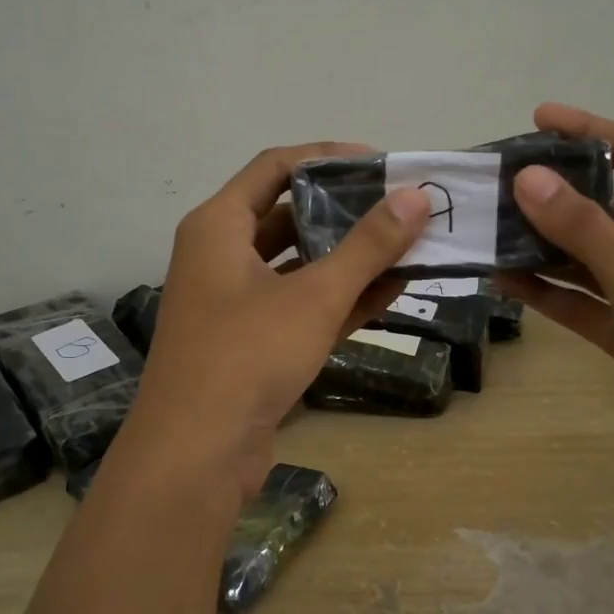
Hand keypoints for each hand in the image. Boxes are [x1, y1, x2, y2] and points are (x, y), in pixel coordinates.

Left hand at [129, 144, 429, 494]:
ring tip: (409, 247)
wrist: (196, 456)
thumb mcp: (314, 296)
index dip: (328, 158)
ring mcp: (236, 302)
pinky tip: (392, 292)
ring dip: (350, 258)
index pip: (275, 167)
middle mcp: (221, 256)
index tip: (382, 163)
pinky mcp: (253, 343)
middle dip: (347, 212)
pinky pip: (302, 306)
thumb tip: (417, 197)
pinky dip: (341, 298)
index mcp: (218, 226)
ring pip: (300, 265)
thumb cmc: (247, 356)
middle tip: (403, 209)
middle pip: (289, 215)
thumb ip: (368, 246)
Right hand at [498, 104, 613, 490]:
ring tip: (489, 233)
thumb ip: (585, 231)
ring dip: (543, 248)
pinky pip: (584, 303)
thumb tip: (528, 179)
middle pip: (605, 206)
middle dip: (554, 195)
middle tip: (497, 186)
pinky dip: (549, 294)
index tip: (537, 118)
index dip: (589, 130)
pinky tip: (505, 283)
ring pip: (588, 258)